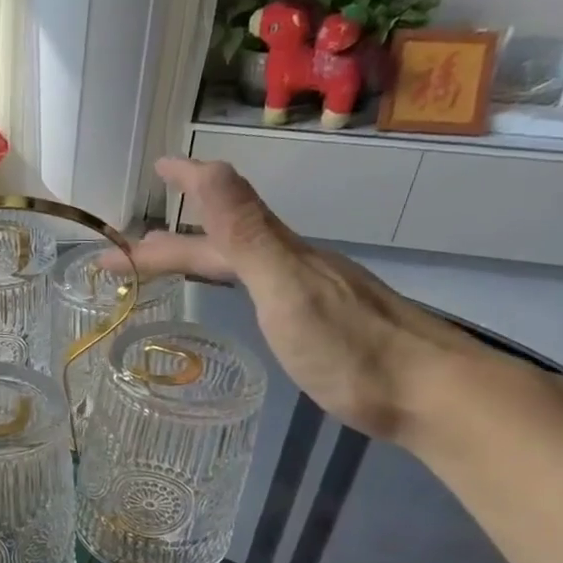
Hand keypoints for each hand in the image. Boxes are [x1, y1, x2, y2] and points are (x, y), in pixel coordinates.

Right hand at [131, 157, 470, 439]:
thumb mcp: (286, 288)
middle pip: (224, 242)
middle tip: (131, 247)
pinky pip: (259, 286)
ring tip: (169, 263)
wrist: (431, 395)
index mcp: (279, 255)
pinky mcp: (322, 323)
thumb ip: (246, 233)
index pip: (215, 221)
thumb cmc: (350, 350)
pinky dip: (231, 280)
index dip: (182, 197)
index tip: (154, 170)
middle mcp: (293, 265)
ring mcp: (311, 293)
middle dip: (173, 241)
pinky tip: (238, 295)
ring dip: (201, 256)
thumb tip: (208, 167)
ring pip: (243, 262)